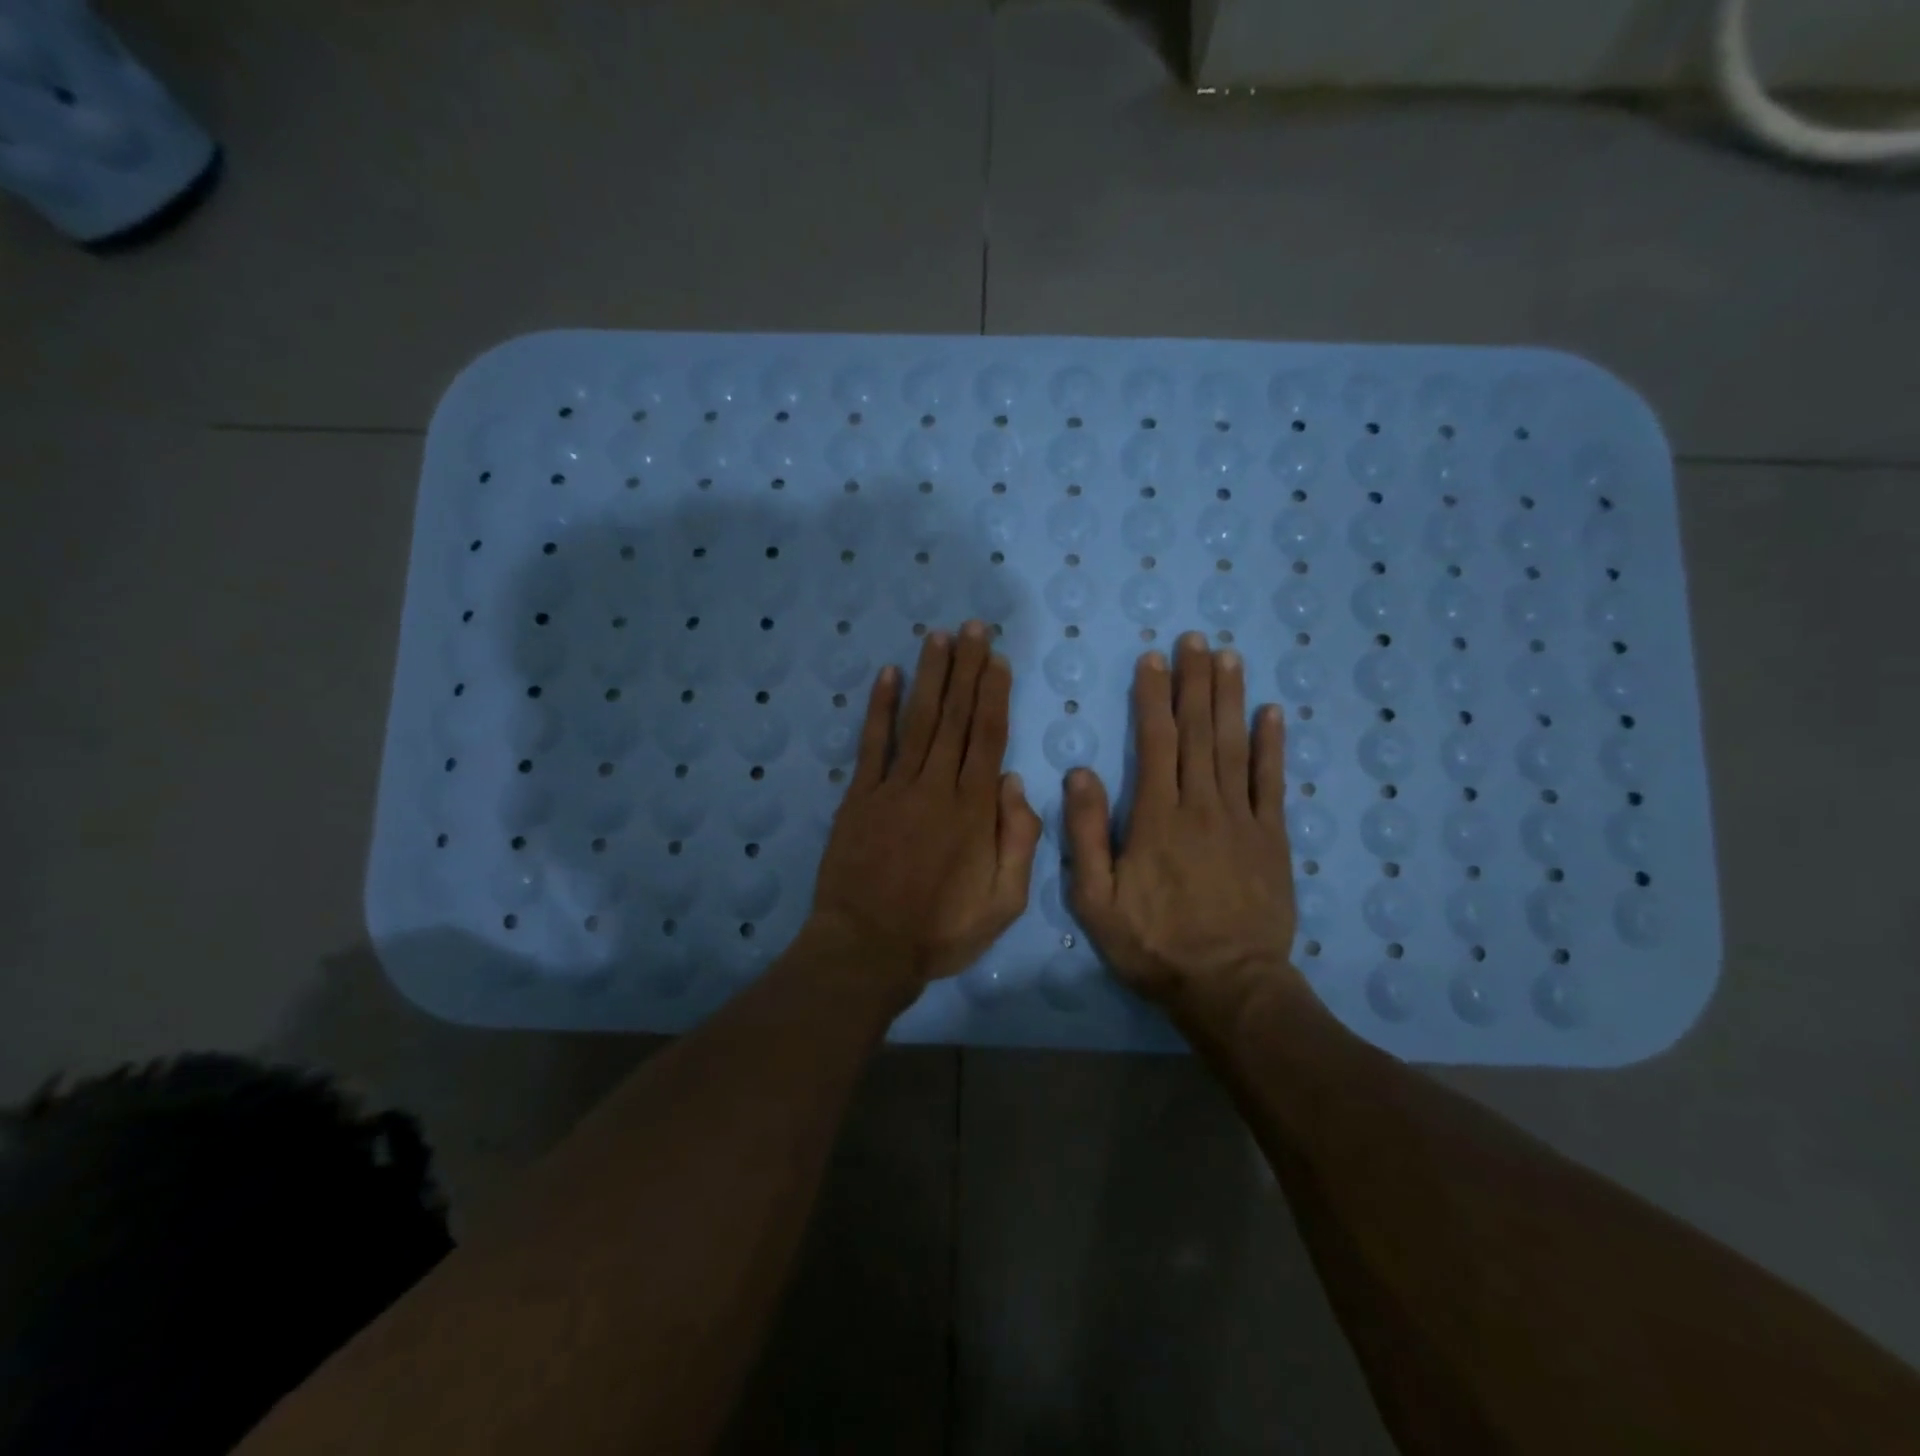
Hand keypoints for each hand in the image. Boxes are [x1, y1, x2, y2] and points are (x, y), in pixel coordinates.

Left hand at [812, 620, 1041, 988]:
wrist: (867, 949)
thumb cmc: (941, 930)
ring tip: (939, 636)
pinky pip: (872, 744)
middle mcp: (935, 786)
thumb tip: (1015, 782)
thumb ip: (1019, 840)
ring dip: (930, 675)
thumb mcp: (1004, 902)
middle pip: (955, 717)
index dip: (993, 694)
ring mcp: (893, 788)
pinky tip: (888, 675)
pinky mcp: (859, 797)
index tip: (998, 659)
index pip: (987, 737)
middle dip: (967, 668)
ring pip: (918, 720)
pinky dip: (880, 708)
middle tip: (974, 627)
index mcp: (973, 810)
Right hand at [1065, 632, 1300, 1021]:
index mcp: (1157, 817)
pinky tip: (1271, 713)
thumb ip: (1088, 835)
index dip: (1152, 696)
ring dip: (1230, 699)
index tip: (1151, 659)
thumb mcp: (1097, 900)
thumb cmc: (1154, 944)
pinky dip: (1272, 745)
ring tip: (1228, 657)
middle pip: (1197, 731)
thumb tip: (1080, 773)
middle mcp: (1201, 805)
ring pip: (1233, 746)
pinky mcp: (1272, 838)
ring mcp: (1242, 819)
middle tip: (1194, 639)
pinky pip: (1272, 782)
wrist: (1228, 986)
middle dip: (1194, 681)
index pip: (1154, 741)